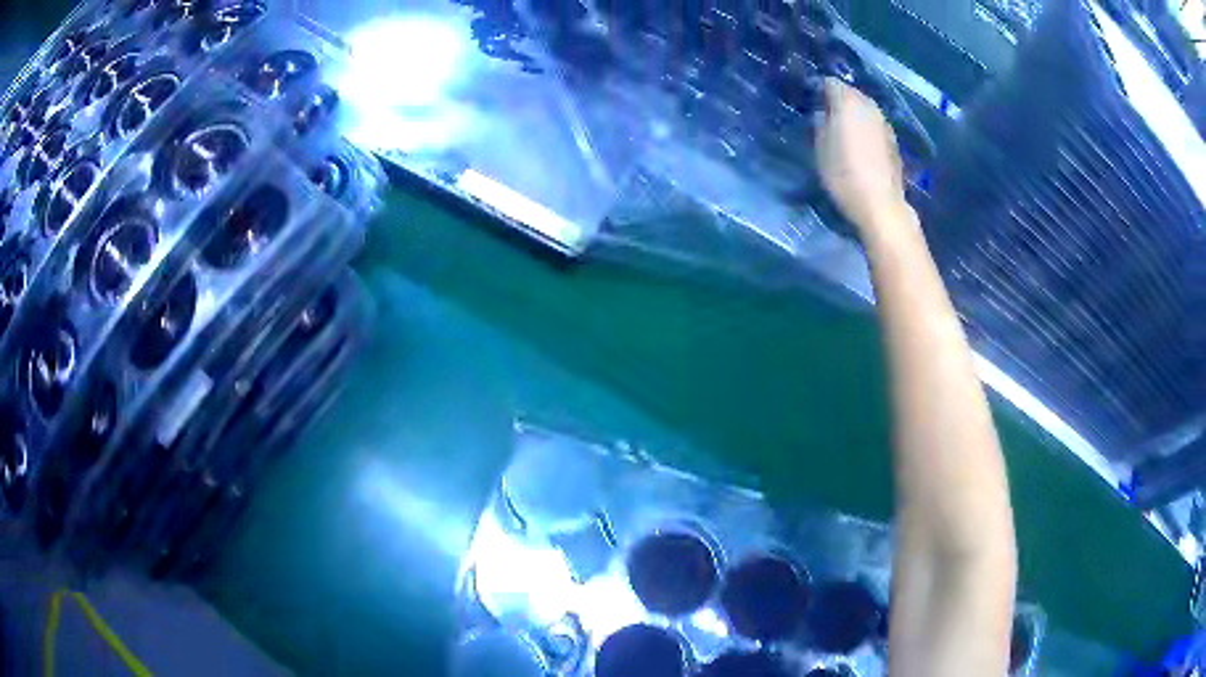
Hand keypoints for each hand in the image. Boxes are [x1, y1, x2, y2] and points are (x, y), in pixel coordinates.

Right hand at [816, 78, 911, 238]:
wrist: (880, 204)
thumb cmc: (844, 174)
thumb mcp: (820, 148)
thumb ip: (820, 123)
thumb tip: (823, 113)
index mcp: (848, 102)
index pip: (830, 82)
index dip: (819, 90)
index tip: (811, 104)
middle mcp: (869, 106)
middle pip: (851, 93)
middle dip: (838, 101)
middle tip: (826, 117)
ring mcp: (884, 122)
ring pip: (865, 109)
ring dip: (854, 115)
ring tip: (843, 132)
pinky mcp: (893, 140)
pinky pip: (874, 125)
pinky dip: (866, 129)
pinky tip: (861, 146)